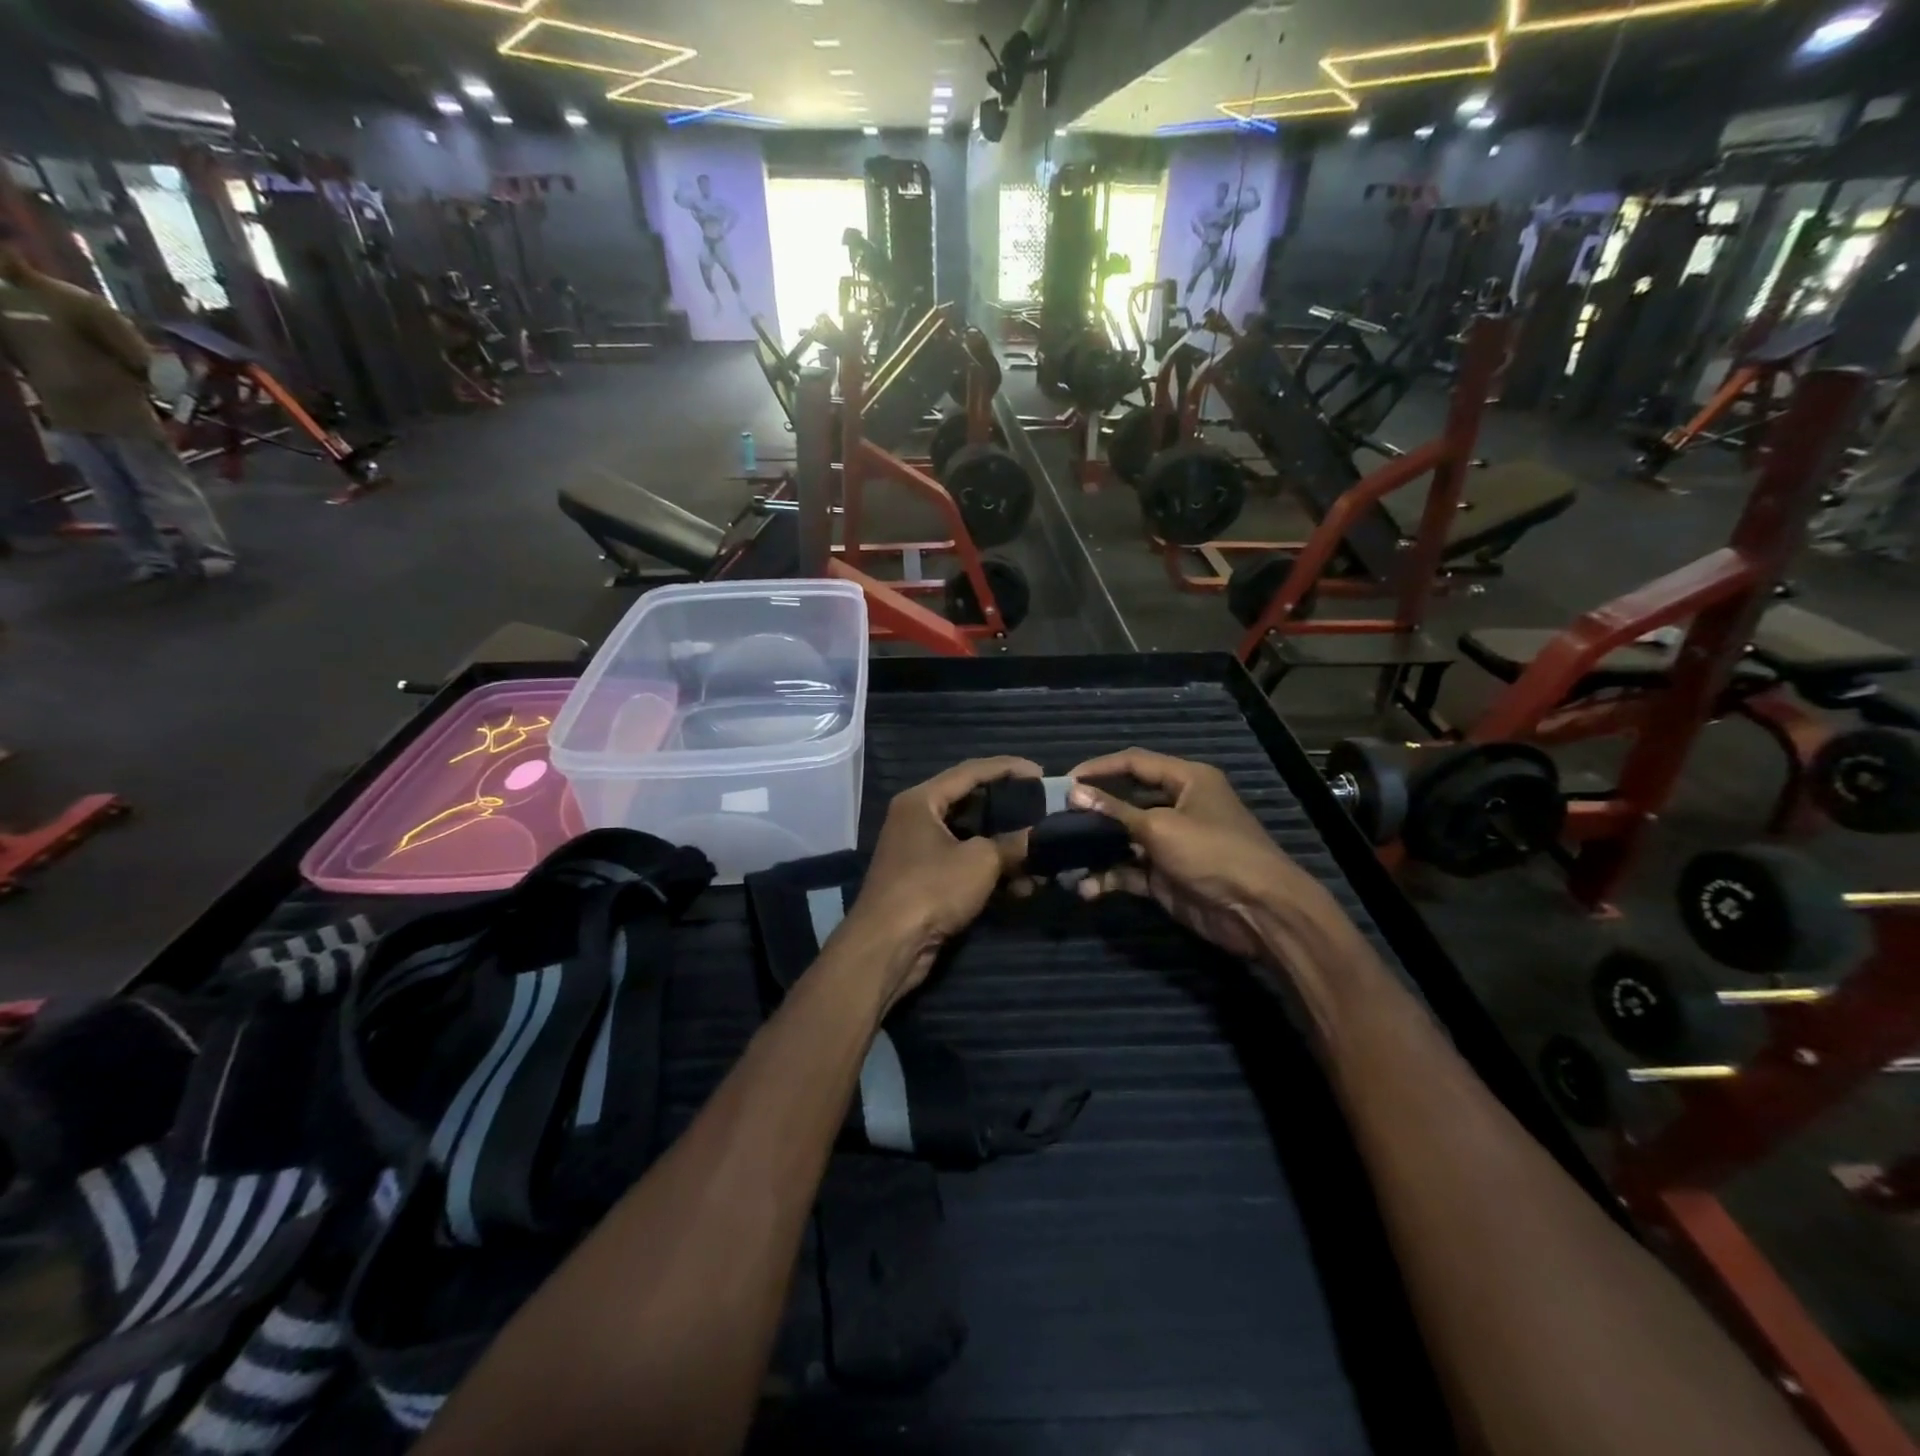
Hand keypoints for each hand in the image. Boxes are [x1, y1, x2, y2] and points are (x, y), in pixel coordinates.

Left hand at [836, 757, 1040, 1009]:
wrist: (887, 946)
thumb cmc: (931, 889)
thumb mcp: (980, 861)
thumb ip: (1013, 843)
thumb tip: (1038, 837)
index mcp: (922, 800)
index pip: (971, 771)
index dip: (1008, 768)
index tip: (1040, 772)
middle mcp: (916, 819)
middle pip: (970, 803)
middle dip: (1008, 810)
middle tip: (1041, 809)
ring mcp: (918, 850)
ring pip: (970, 838)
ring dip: (1004, 848)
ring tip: (1039, 855)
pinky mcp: (924, 880)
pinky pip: (963, 864)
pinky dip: (990, 871)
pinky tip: (1020, 886)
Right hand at [1064, 748, 1333, 962]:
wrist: (1258, 911)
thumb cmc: (1213, 852)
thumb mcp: (1161, 827)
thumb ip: (1115, 811)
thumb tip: (1073, 793)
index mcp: (1187, 780)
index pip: (1135, 763)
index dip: (1099, 768)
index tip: (1065, 781)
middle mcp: (1178, 806)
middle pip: (1126, 800)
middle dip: (1093, 811)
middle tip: (1057, 817)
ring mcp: (1171, 843)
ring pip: (1123, 838)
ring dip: (1096, 848)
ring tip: (1064, 856)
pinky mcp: (1165, 876)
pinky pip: (1129, 870)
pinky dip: (1109, 877)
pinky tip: (1087, 887)